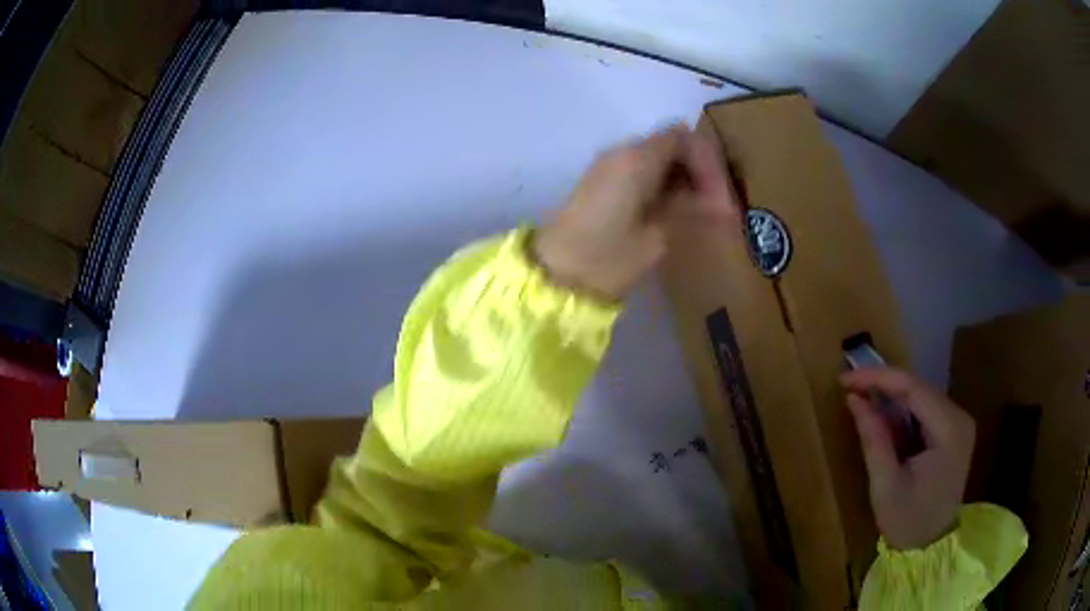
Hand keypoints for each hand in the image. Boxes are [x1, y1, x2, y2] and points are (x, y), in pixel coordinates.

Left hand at [532, 125, 738, 299]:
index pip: (684, 138)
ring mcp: (608, 166)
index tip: (722, 200)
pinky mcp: (601, 183)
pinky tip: (676, 211)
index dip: (709, 164)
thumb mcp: (657, 236)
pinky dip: (664, 185)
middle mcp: (621, 152)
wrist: (554, 274)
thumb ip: (686, 208)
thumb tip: (712, 201)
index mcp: (636, 158)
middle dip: (699, 171)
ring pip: (658, 158)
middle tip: (718, 207)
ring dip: (683, 179)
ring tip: (702, 213)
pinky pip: (641, 171)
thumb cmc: (608, 258)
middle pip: (672, 144)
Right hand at [841, 368, 975, 549]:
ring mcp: (959, 423)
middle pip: (919, 388)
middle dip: (884, 385)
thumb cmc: (907, 521)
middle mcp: (960, 417)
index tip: (845, 379)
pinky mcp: (953, 431)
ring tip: (861, 401)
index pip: (914, 388)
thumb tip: (854, 399)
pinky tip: (883, 418)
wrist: (929, 546)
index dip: (878, 378)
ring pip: (921, 396)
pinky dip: (902, 411)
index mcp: (950, 430)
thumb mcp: (885, 485)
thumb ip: (873, 439)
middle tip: (849, 388)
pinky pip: (925, 410)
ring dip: (891, 397)